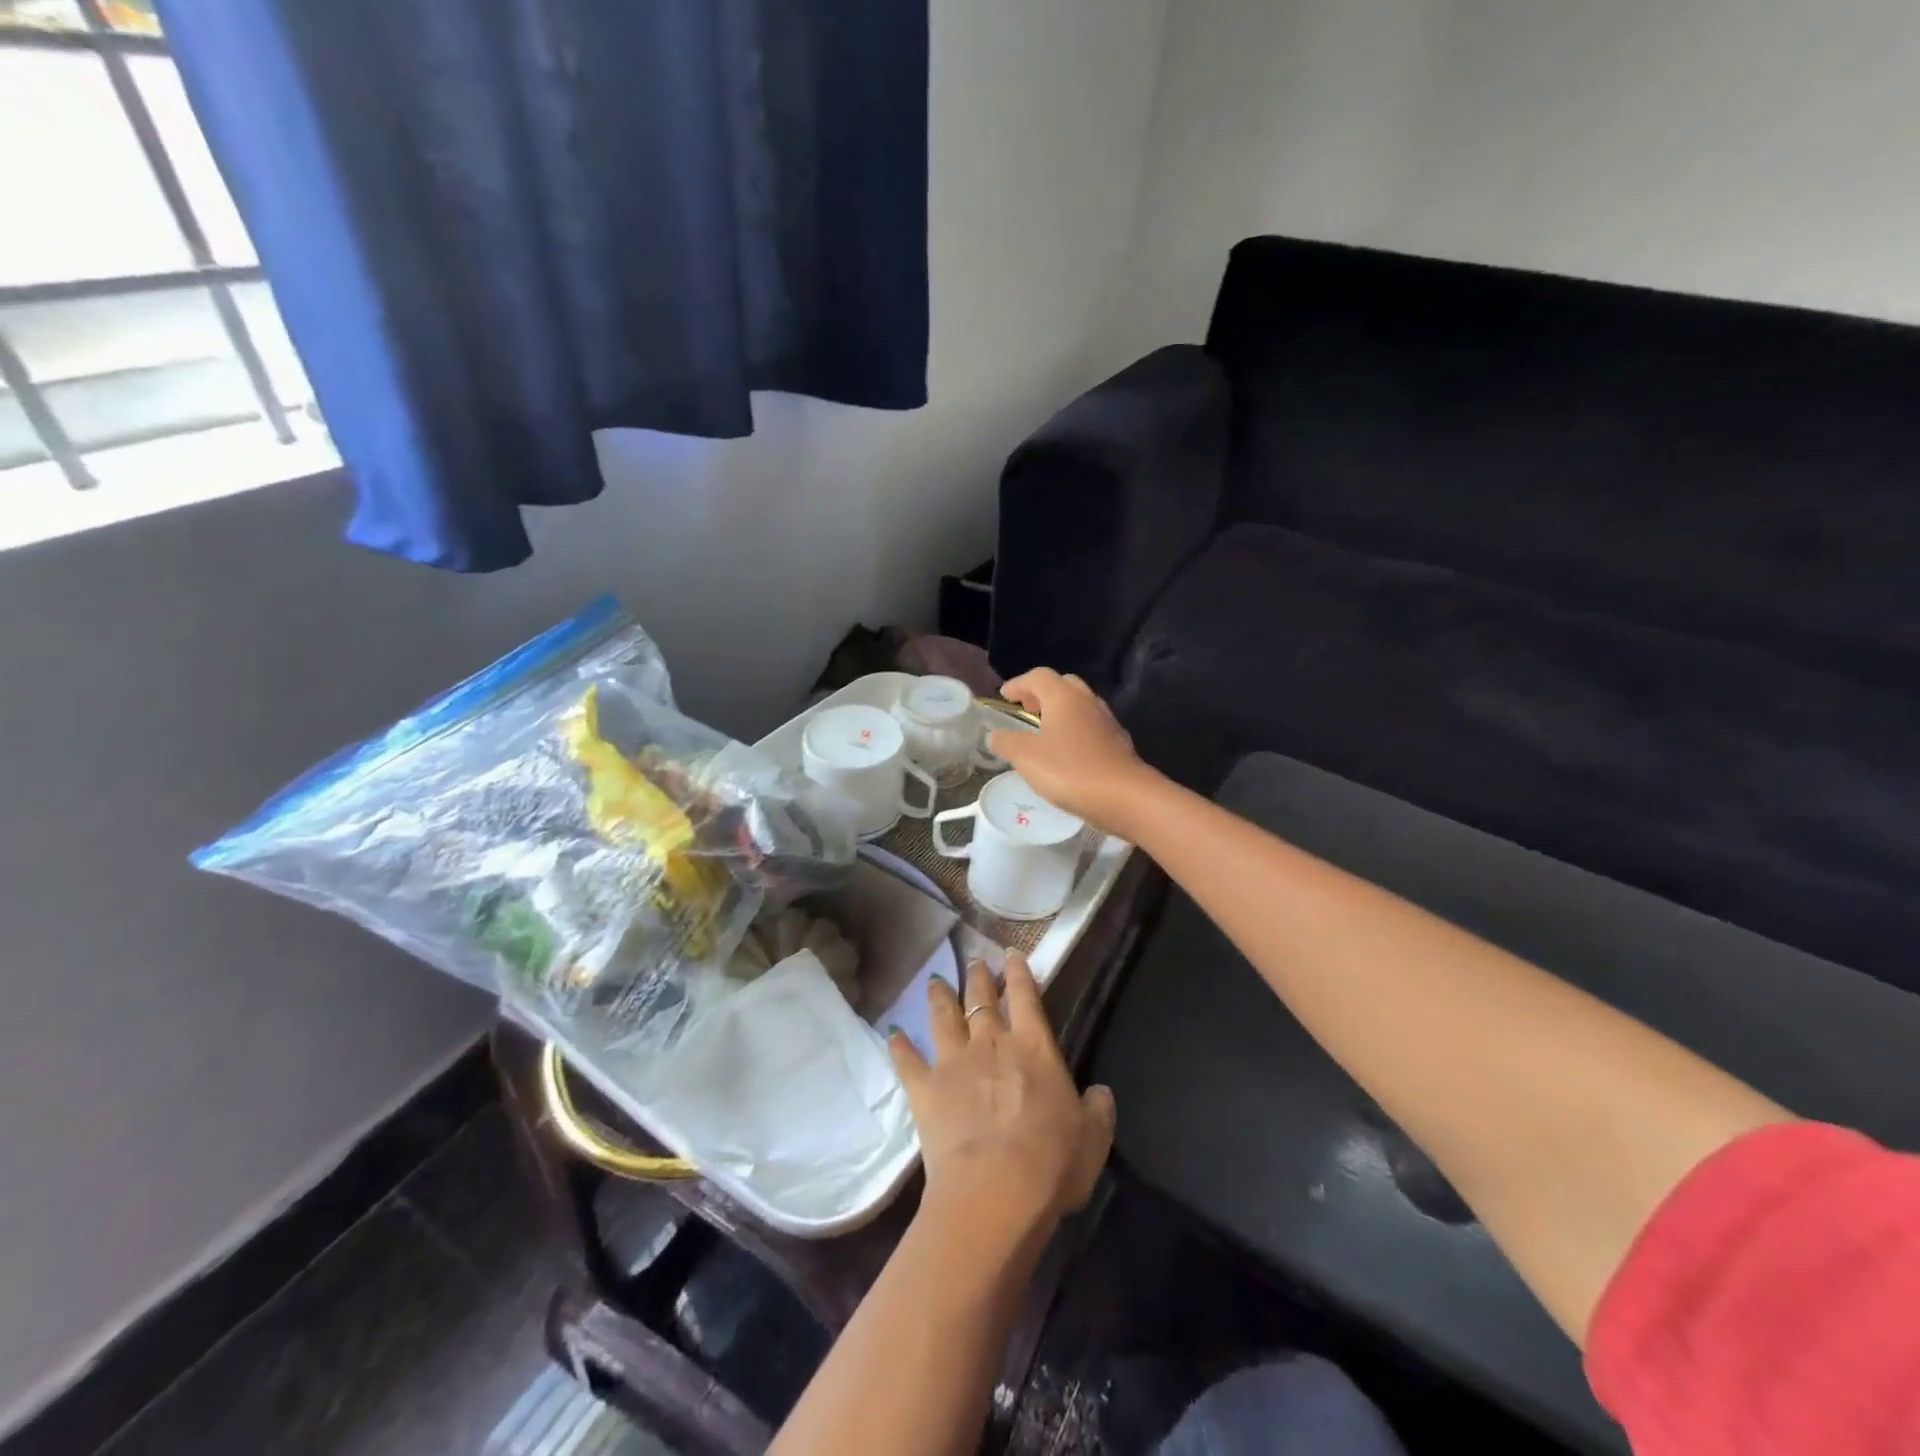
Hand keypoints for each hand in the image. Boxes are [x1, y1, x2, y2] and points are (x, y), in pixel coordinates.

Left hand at [889, 954, 1115, 1245]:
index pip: (1026, 997)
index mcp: (1034, 1048)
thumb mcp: (1093, 1138)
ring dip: (939, 997)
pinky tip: (893, 1033)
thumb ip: (1098, 1110)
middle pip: (981, 1000)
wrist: (994, 1192)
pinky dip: (900, 1047)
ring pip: (943, 1018)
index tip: (1011, 954)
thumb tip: (1101, 1093)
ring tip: (934, 979)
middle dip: (978, 978)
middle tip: (974, 961)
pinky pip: (908, 1061)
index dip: (1019, 973)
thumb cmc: (1051, 1163)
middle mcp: (991, 1044)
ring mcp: (953, 1063)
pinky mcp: (925, 1090)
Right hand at [988, 669, 1155, 829]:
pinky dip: (1075, 730)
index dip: (1018, 684)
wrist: (1124, 797)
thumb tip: (996, 735)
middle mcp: (1087, 701)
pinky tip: (1068, 752)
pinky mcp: (1118, 743)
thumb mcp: (1026, 758)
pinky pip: (1091, 726)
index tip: (1004, 696)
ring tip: (1044, 731)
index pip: (1038, 676)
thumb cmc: (1069, 770)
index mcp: (1063, 697)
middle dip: (1042, 693)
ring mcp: (1107, 721)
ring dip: (1060, 711)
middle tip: (1026, 709)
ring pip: (1080, 705)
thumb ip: (1007, 742)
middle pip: (1063, 685)